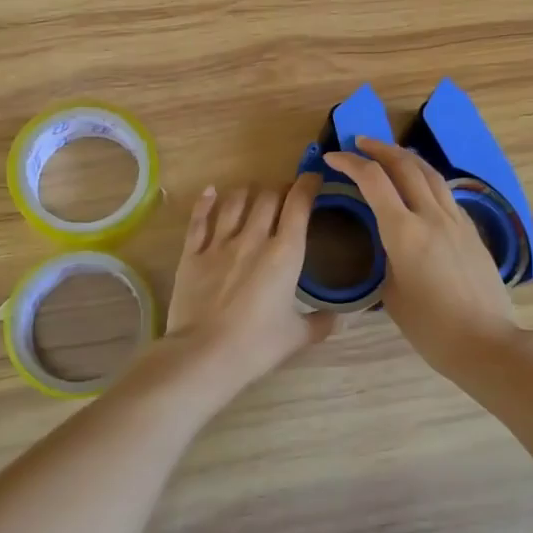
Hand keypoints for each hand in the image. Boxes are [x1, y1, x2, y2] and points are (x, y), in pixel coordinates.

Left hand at [162, 174, 336, 392]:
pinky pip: (199, 219)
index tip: (313, 178)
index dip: (307, 185)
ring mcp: (219, 244)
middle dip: (279, 188)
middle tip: (285, 193)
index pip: (299, 205)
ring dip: (247, 192)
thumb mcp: (297, 336)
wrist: (204, 354)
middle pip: (268, 196)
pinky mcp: (192, 254)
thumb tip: (340, 318)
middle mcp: (253, 238)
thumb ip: (320, 323)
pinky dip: (206, 202)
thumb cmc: (257, 345)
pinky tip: (211, 192)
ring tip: (253, 192)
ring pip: (235, 201)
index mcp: (285, 254)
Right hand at [323, 137, 520, 376]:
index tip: (332, 158)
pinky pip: (445, 193)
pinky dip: (425, 179)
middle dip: (379, 149)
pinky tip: (419, 186)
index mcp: (404, 232)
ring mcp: (456, 220)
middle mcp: (431, 216)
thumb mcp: (392, 294)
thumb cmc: (430, 327)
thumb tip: (389, 247)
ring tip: (389, 154)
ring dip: (405, 157)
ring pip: (430, 173)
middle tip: (359, 144)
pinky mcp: (471, 230)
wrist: (486, 342)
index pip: (373, 181)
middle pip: (405, 165)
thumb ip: (387, 259)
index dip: (350, 163)